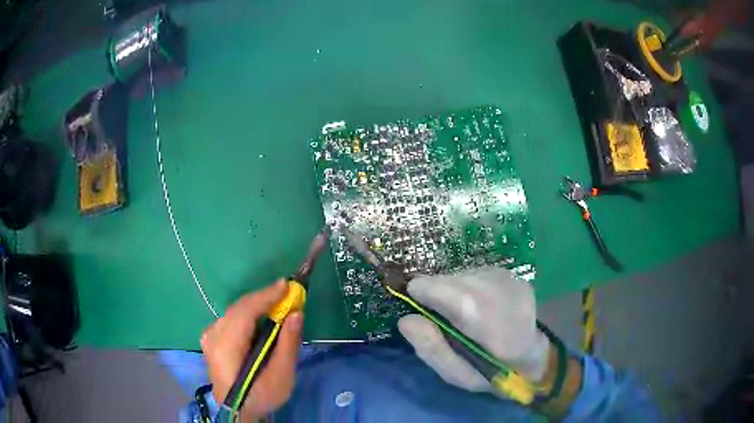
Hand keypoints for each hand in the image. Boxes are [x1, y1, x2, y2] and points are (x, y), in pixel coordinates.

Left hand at [200, 280, 302, 418]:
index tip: (287, 284)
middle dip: (264, 298)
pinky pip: (231, 318)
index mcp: (226, 348)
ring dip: (256, 305)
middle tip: (288, 293)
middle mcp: (213, 337)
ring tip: (278, 303)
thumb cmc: (260, 397)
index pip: (244, 313)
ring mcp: (209, 336)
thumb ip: (288, 345)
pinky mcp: (211, 338)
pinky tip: (261, 316)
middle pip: (238, 309)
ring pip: (234, 311)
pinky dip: (248, 313)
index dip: (265, 296)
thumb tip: (296, 314)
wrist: (237, 411)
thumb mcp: (280, 377)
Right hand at [398, 267, 549, 392]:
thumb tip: (405, 319)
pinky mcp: (510, 273)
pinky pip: (474, 274)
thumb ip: (431, 349)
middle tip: (446, 322)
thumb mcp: (457, 375)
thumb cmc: (493, 372)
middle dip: (436, 296)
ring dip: (452, 293)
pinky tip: (481, 308)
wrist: (533, 356)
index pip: (438, 288)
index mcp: (483, 318)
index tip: (419, 311)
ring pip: (459, 275)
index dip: (421, 296)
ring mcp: (506, 277)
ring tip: (466, 317)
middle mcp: (496, 288)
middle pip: (446, 279)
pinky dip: (468, 289)